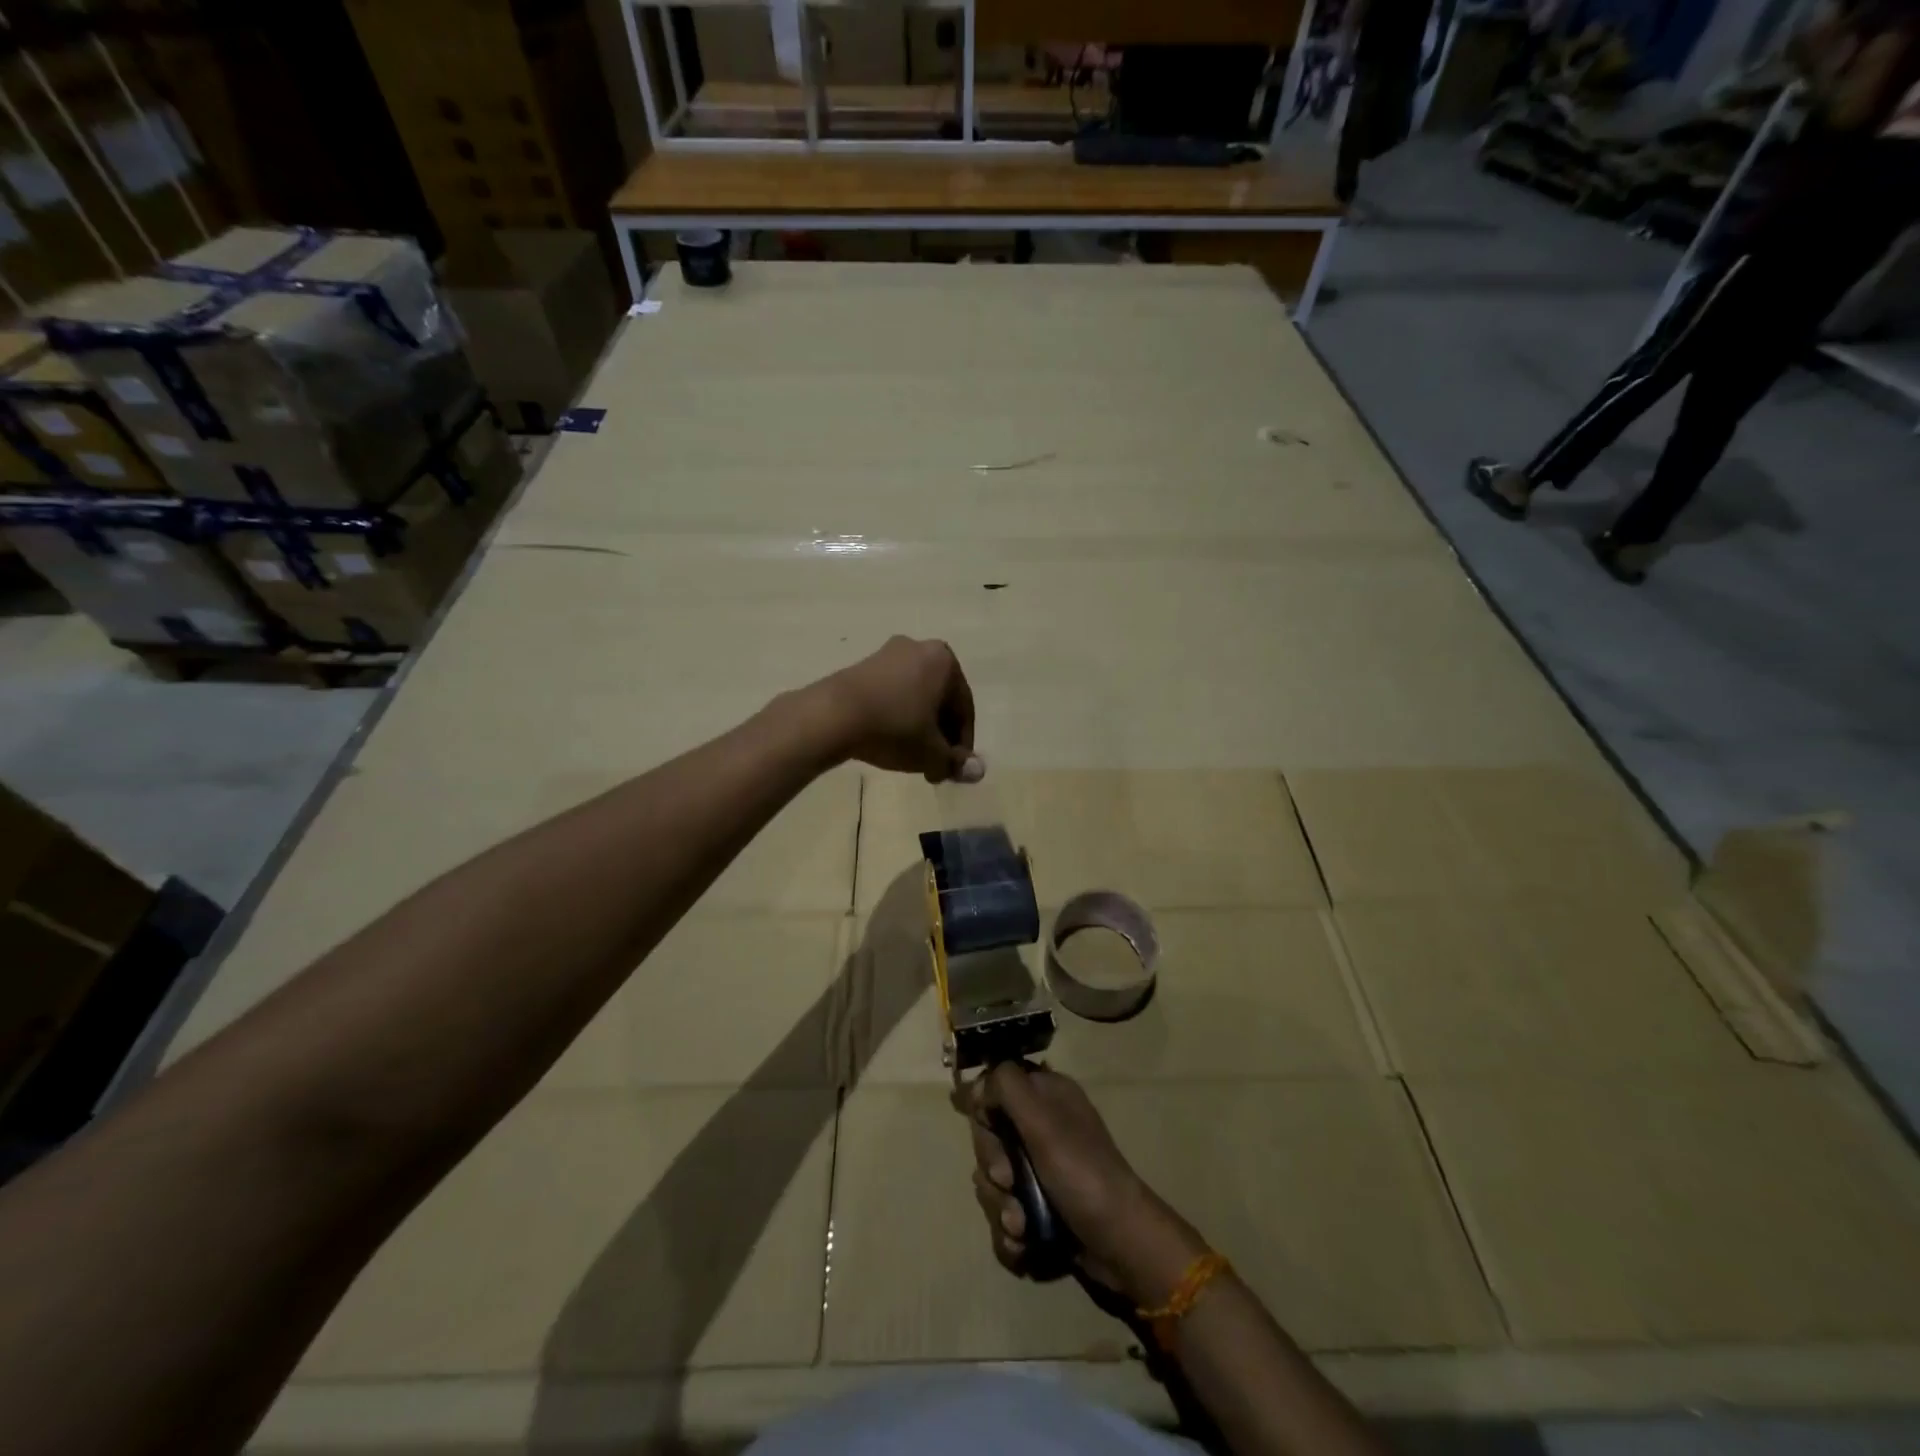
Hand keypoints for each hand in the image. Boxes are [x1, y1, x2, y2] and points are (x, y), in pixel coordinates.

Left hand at [811, 636, 984, 783]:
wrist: (833, 715)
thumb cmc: (894, 728)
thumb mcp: (931, 752)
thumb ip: (955, 761)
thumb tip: (977, 771)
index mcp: (945, 661)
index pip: (964, 708)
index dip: (962, 743)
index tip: (954, 768)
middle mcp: (920, 648)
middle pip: (940, 700)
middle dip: (939, 735)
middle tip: (934, 765)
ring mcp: (888, 654)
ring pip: (915, 697)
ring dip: (919, 727)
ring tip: (911, 757)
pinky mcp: (862, 665)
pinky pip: (892, 693)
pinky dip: (897, 715)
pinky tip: (888, 739)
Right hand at [960, 1063, 1204, 1306]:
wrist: (1120, 1242)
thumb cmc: (1083, 1172)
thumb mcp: (1044, 1121)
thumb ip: (1007, 1088)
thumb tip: (977, 1083)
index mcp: (1046, 1096)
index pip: (995, 1088)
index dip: (985, 1111)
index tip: (990, 1128)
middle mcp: (1040, 1126)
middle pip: (989, 1137)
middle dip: (993, 1166)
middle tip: (1008, 1182)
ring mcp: (1039, 1168)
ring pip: (993, 1179)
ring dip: (1000, 1205)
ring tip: (1021, 1224)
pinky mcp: (1038, 1205)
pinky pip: (1004, 1211)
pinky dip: (1009, 1229)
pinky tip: (1022, 1240)